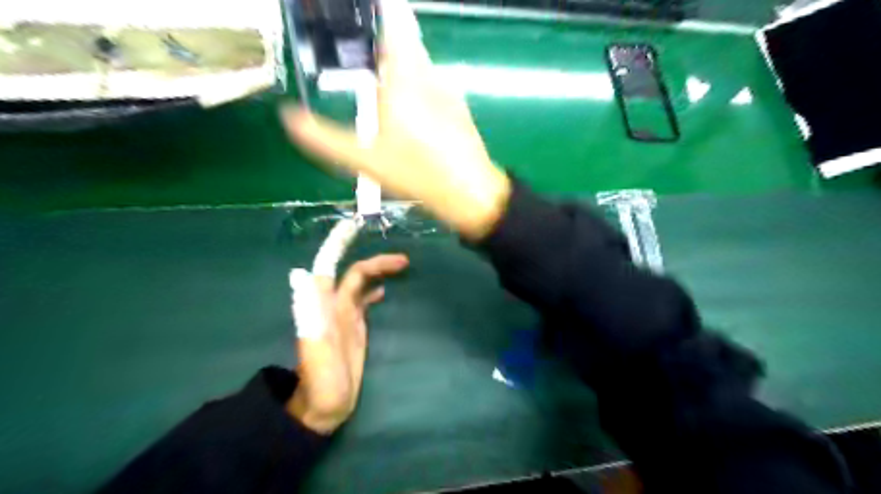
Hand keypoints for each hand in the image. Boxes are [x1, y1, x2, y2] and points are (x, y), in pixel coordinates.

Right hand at [279, 0, 513, 241]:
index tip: (355, 14)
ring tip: (379, 83)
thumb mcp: (365, 160)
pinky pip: (430, 82)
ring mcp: (447, 87)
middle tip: (359, 55)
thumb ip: (325, 138)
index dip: (376, 12)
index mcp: (403, 77)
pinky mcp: (458, 103)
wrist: (468, 191)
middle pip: (403, 41)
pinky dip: (415, 83)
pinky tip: (409, 110)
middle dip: (381, 46)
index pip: (391, 24)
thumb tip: (289, 118)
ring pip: (417, 63)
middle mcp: (427, 73)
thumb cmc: (416, 173)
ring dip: (398, 66)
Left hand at [292, 255, 410, 432]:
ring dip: (378, 273)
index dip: (340, 246)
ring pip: (362, 285)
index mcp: (324, 305)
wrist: (324, 406)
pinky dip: (375, 290)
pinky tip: (386, 291)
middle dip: (377, 262)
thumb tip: (303, 274)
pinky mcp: (355, 328)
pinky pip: (365, 301)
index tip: (358, 227)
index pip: (332, 267)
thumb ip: (309, 314)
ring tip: (402, 267)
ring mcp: (345, 317)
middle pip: (355, 274)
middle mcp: (334, 306)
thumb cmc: (320, 380)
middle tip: (404, 260)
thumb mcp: (314, 349)